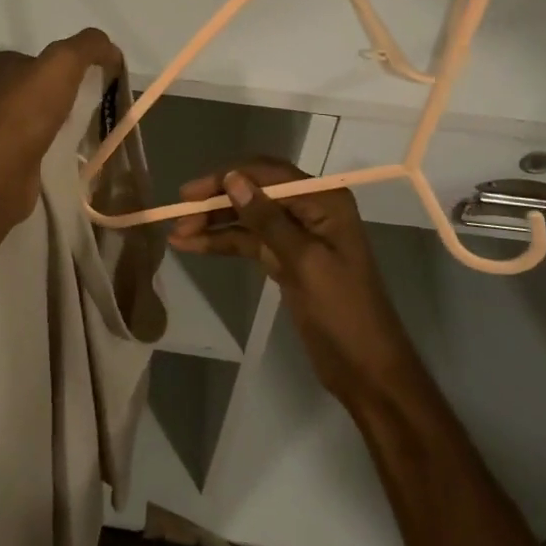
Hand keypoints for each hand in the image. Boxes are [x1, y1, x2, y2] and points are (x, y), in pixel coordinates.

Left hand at [0, 28, 122, 230]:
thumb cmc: (25, 113)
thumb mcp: (63, 63)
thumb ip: (89, 46)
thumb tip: (111, 50)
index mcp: (1, 65)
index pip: (43, 57)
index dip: (73, 64)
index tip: (98, 79)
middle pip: (42, 88)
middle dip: (69, 96)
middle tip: (96, 107)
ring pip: (40, 118)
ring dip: (63, 124)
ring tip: (89, 132)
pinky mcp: (3, 159)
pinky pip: (38, 146)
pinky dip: (55, 148)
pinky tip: (71, 155)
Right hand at [170, 158, 421, 410]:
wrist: (368, 371)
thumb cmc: (344, 312)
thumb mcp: (304, 262)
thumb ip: (266, 219)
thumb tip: (232, 178)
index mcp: (324, 200)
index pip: (268, 174)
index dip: (227, 178)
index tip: (191, 193)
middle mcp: (310, 208)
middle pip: (255, 192)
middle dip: (216, 201)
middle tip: (179, 213)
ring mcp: (297, 234)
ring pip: (248, 217)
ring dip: (215, 224)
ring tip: (178, 233)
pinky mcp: (286, 259)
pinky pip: (250, 242)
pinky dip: (224, 243)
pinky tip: (195, 246)